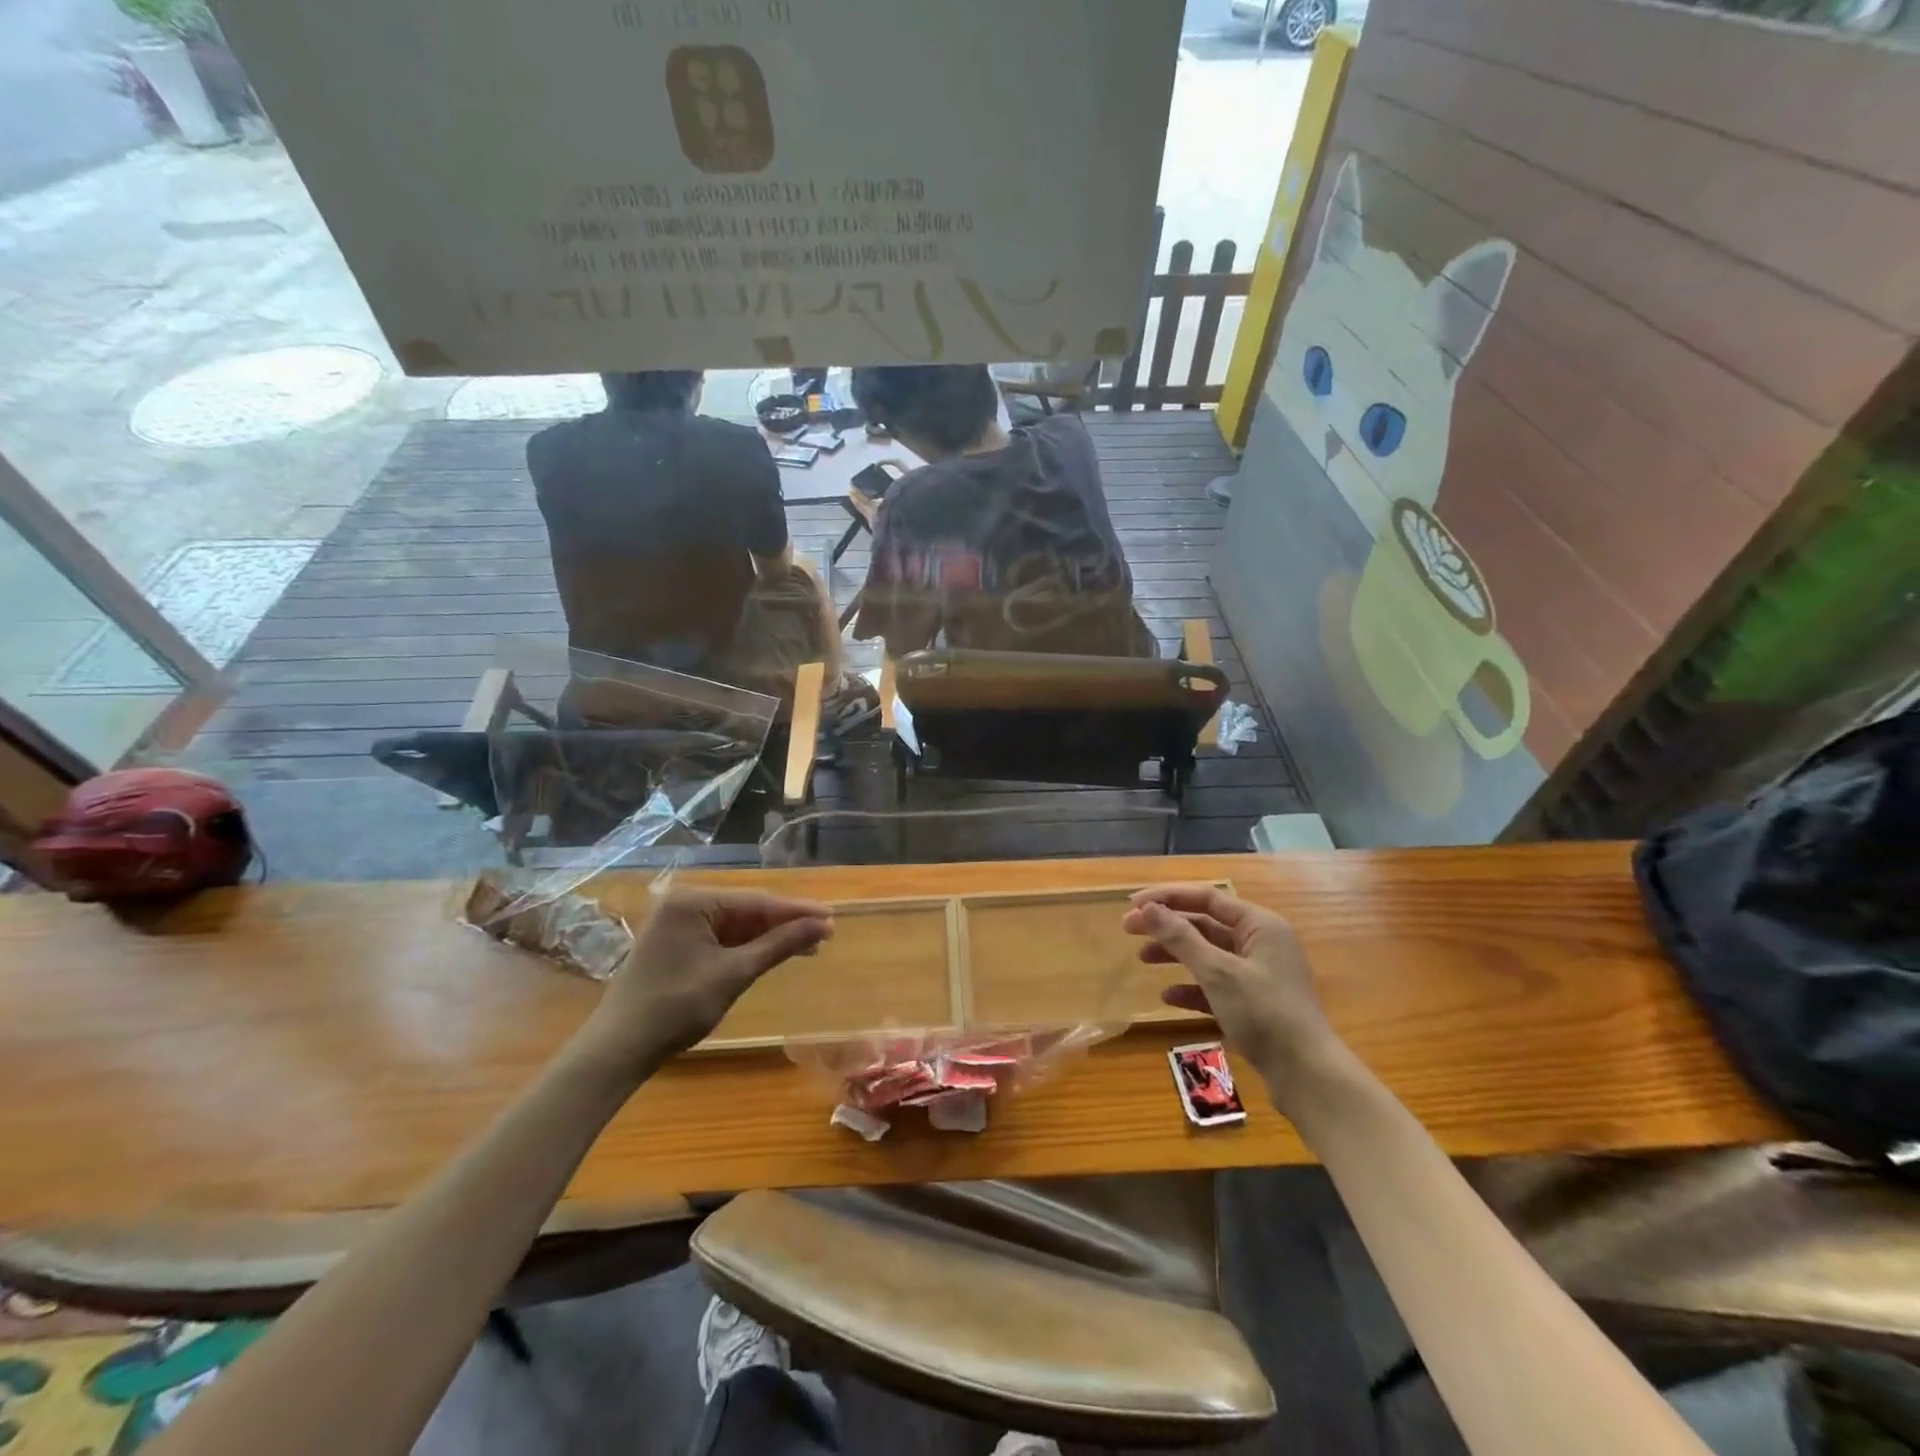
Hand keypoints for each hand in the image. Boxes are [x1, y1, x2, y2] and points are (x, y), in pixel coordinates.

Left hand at [573, 889, 832, 1075]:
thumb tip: (822, 925)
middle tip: (825, 934)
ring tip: (808, 946)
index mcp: (694, 901)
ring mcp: (679, 925)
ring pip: (737, 925)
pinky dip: (748, 948)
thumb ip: (779, 945)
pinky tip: (773, 953)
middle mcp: (685, 904)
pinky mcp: (678, 945)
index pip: (757, 901)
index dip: (796, 911)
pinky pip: (722, 938)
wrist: (619, 1049)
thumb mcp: (733, 974)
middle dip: (786, 923)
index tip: (831, 917)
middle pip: (748, 910)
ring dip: (770, 937)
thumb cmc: (676, 1007)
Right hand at [1122, 885, 1339, 1100]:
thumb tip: (1147, 908)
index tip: (1133, 905)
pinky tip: (1168, 996)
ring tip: (1142, 959)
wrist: (1307, 1075)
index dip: (1168, 897)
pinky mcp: (1254, 1003)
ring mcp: (1259, 974)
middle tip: (1128, 929)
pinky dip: (1191, 987)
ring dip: (1175, 954)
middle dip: (1167, 926)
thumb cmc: (1264, 1013)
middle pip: (1205, 925)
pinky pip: (1215, 985)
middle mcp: (1261, 943)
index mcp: (1260, 925)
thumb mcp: (1217, 972)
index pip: (1207, 898)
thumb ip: (1180, 937)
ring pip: (1208, 954)